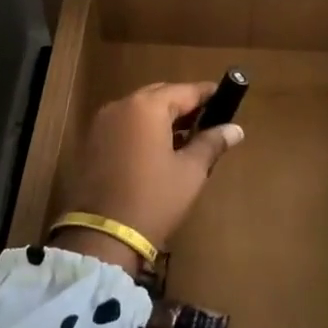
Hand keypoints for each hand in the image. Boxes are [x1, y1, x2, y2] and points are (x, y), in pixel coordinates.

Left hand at [49, 82, 243, 273]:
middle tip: (208, 120)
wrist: (103, 236)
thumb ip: (212, 142)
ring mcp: (102, 124)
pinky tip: (159, 150)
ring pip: (140, 110)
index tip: (227, 97)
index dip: (208, 93)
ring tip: (187, 137)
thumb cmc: (154, 198)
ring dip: (162, 118)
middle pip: (159, 96)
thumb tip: (236, 129)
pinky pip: (124, 125)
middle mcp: (121, 106)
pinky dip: (143, 130)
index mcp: (146, 106)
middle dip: (183, 105)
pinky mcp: (91, 143)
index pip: (185, 90)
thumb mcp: (190, 171)